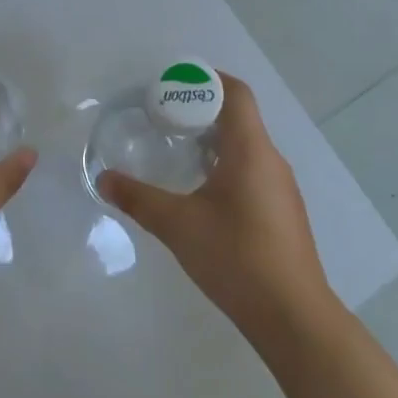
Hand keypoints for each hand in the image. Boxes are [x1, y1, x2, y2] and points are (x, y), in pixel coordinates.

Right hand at [98, 73, 334, 347]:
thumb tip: (104, 179)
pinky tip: (202, 195)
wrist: (293, 317)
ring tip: (178, 153)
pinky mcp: (283, 213)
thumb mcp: (178, 225)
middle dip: (202, 112)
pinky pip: (253, 171)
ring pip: (246, 147)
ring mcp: (281, 188)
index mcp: (251, 149)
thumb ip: (138, 199)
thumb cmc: (236, 257)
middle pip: (239, 117)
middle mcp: (271, 160)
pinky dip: (226, 167)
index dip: (208, 80)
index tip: (174, 86)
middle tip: (164, 120)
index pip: (236, 93)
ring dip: (214, 142)